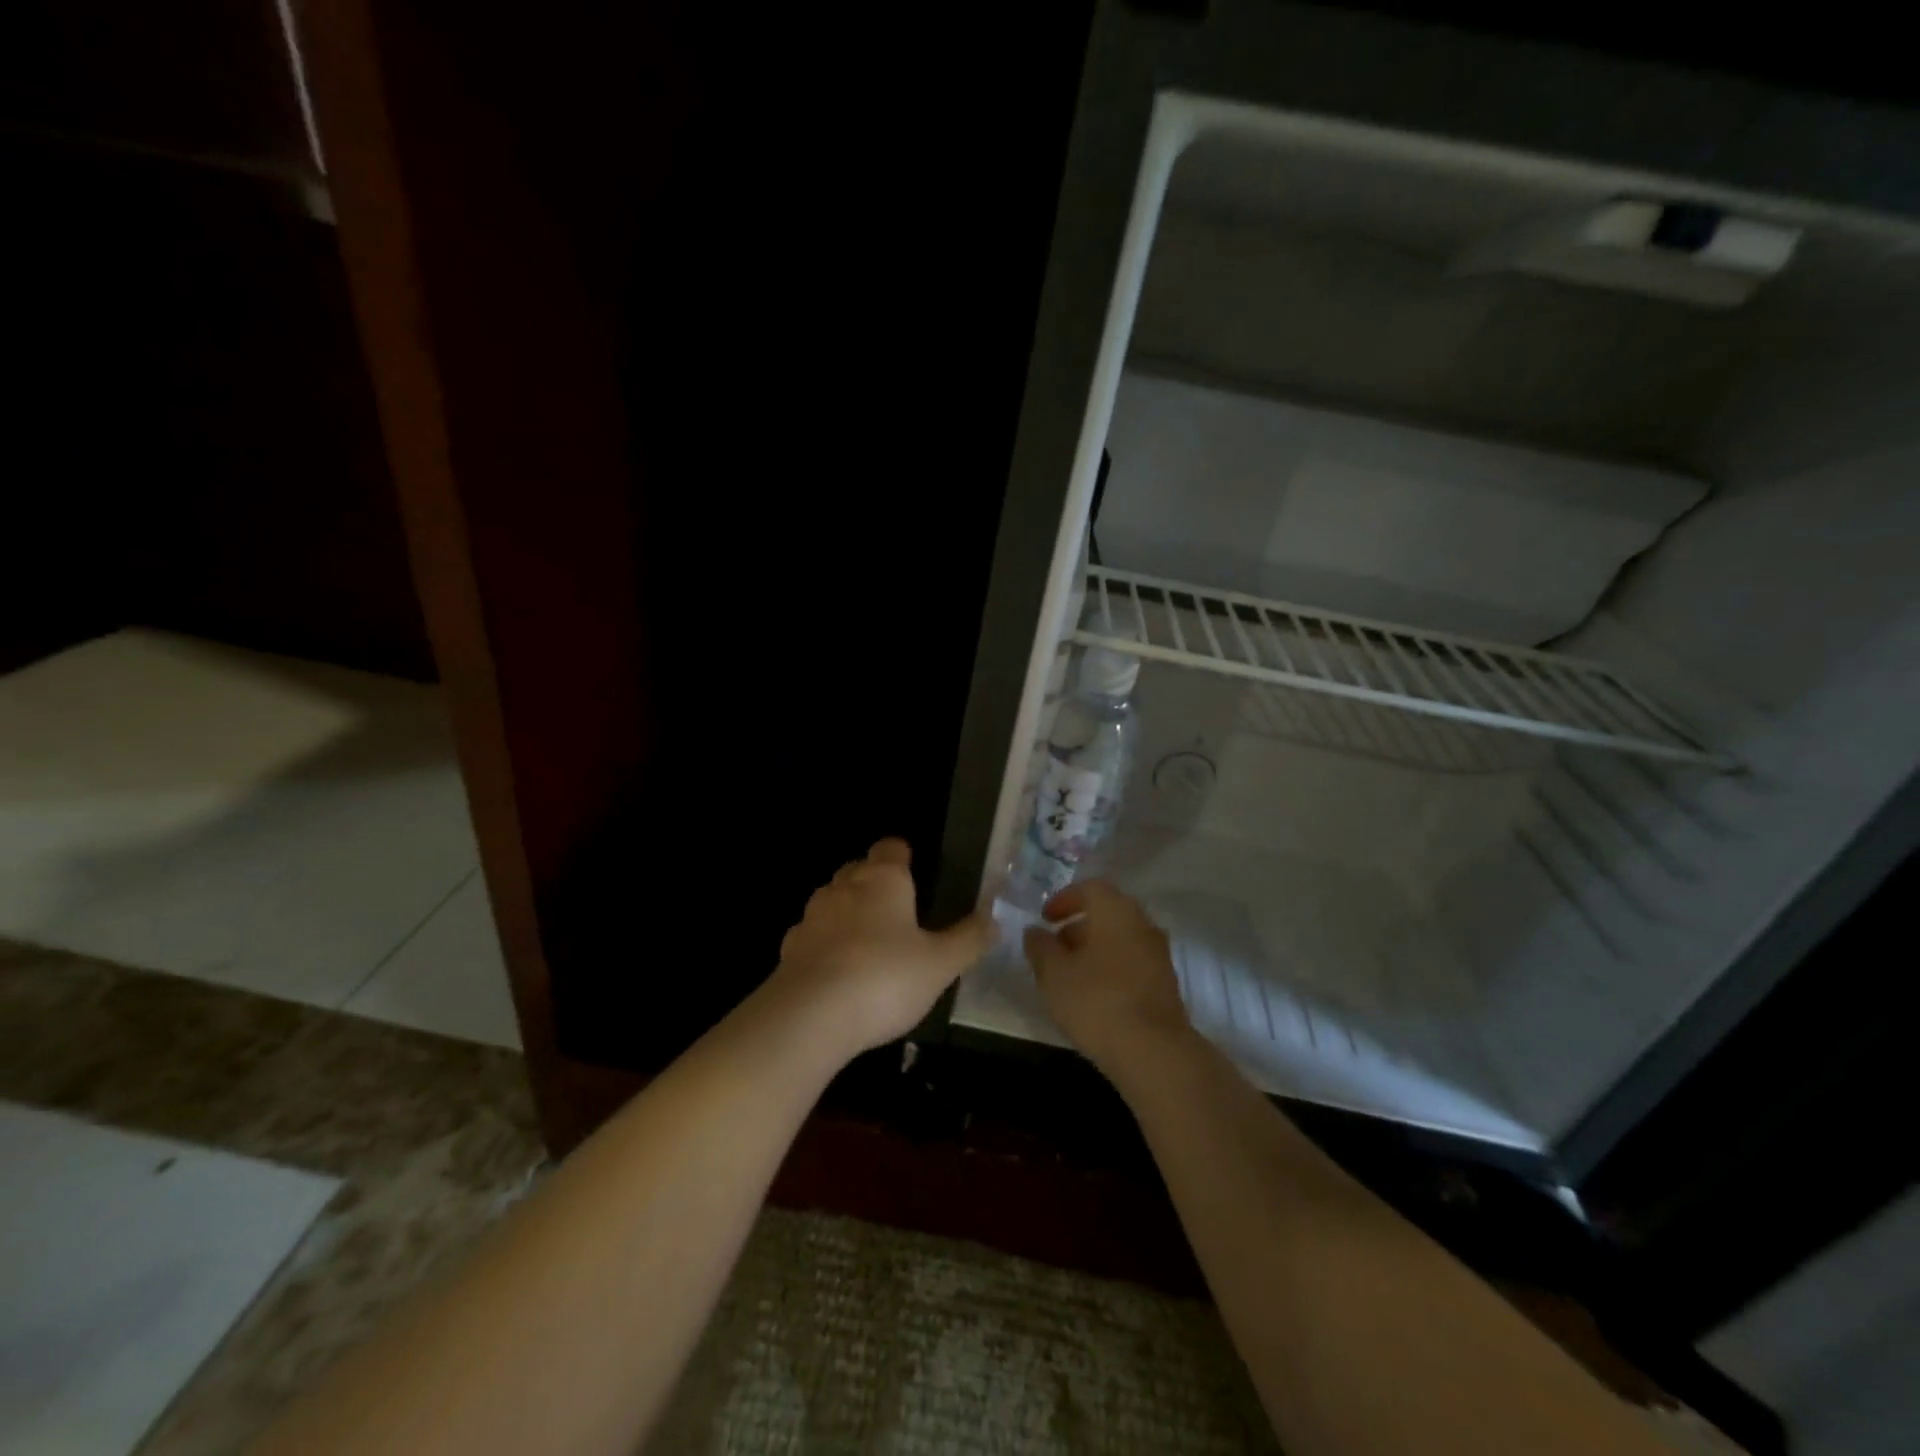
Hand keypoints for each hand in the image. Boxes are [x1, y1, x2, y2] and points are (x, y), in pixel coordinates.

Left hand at [771, 838, 992, 1058]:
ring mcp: (812, 916)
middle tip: (897, 912)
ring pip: (832, 901)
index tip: (913, 870)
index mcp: (884, 879)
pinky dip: (825, 946)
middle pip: (858, 870)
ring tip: (869, 944)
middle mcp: (844, 887)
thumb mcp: (940, 964)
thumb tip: (993, 920)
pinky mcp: (789, 949)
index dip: (902, 855)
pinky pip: (812, 936)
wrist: (810, 1016)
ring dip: (847, 914)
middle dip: (874, 884)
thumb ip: (968, 940)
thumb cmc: (885, 978)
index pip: (891, 847)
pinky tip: (837, 974)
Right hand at [1023, 880, 1190, 1072]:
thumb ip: (1040, 947)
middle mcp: (1142, 923)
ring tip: (1069, 975)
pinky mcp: (1165, 983)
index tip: (1045, 919)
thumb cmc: (1096, 1001)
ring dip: (1094, 949)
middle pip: (1107, 913)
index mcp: (1115, 911)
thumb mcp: (1053, 974)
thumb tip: (1035, 932)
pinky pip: (1132, 962)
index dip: (1064, 900)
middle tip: (1054, 948)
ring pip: (1120, 939)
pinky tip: (1094, 995)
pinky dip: (1111, 968)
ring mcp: (1158, 954)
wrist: (1153, 1051)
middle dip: (1077, 926)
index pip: (1090, 888)